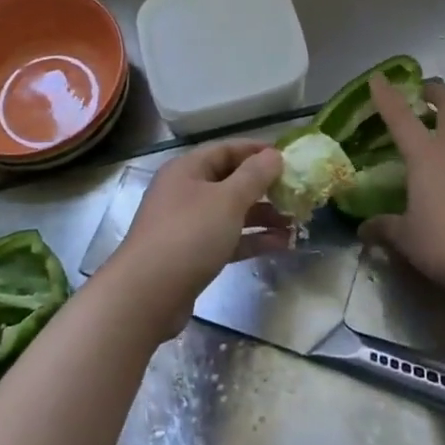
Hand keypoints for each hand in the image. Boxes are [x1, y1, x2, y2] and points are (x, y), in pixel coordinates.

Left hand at [108, 140, 282, 332]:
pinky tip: (282, 244)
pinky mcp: (193, 255)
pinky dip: (252, 239)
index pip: (226, 150)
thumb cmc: (189, 235)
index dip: (257, 151)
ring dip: (263, 216)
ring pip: (231, 213)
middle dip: (264, 187)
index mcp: (187, 169)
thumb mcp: (227, 200)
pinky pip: (228, 239)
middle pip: (230, 182)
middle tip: (297, 193)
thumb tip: (274, 154)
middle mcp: (185, 192)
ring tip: (297, 222)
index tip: (288, 158)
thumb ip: (254, 176)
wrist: (147, 295)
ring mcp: (187, 225)